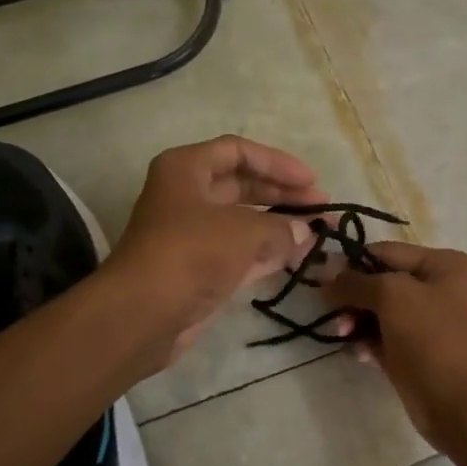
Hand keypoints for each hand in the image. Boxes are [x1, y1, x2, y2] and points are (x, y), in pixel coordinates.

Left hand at [105, 136, 324, 365]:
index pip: (238, 152)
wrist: (143, 314)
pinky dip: (268, 253)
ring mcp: (192, 235)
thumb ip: (281, 227)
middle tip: (323, 208)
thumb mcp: (243, 231)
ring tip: (320, 233)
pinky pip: (240, 253)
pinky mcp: (199, 269)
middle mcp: (186, 196)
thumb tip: (306, 231)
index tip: (312, 181)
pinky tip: (300, 256)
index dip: (277, 163)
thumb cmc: (191, 254)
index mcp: (186, 169)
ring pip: (243, 222)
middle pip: (242, 185)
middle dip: (283, 195)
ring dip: (280, 226)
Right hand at [324, 243, 466, 448]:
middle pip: (380, 283)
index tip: (320, 278)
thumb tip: (327, 274)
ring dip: (356, 321)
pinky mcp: (417, 354)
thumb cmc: (434, 339)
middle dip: (353, 297)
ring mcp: (428, 324)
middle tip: (330, 313)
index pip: (386, 252)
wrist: (465, 405)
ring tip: (343, 335)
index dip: (352, 263)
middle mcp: (439, 289)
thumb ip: (356, 281)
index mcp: (445, 265)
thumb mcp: (393, 296)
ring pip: (378, 313)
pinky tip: (359, 354)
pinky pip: (383, 339)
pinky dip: (367, 342)